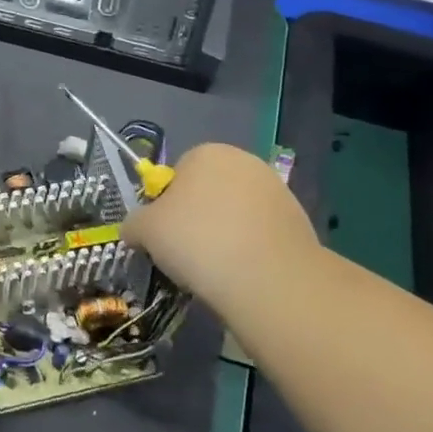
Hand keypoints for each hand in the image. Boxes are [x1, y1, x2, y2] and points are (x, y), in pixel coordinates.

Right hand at [120, 143, 318, 320]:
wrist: (268, 278)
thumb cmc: (197, 240)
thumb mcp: (146, 230)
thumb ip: (134, 223)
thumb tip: (134, 230)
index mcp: (206, 152)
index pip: (178, 174)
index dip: (167, 206)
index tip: (165, 236)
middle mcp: (244, 161)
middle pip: (209, 191)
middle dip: (198, 217)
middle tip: (188, 254)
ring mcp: (276, 190)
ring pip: (236, 213)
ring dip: (225, 234)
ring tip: (217, 270)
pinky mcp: (298, 221)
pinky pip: (261, 234)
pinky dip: (251, 249)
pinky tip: (244, 275)